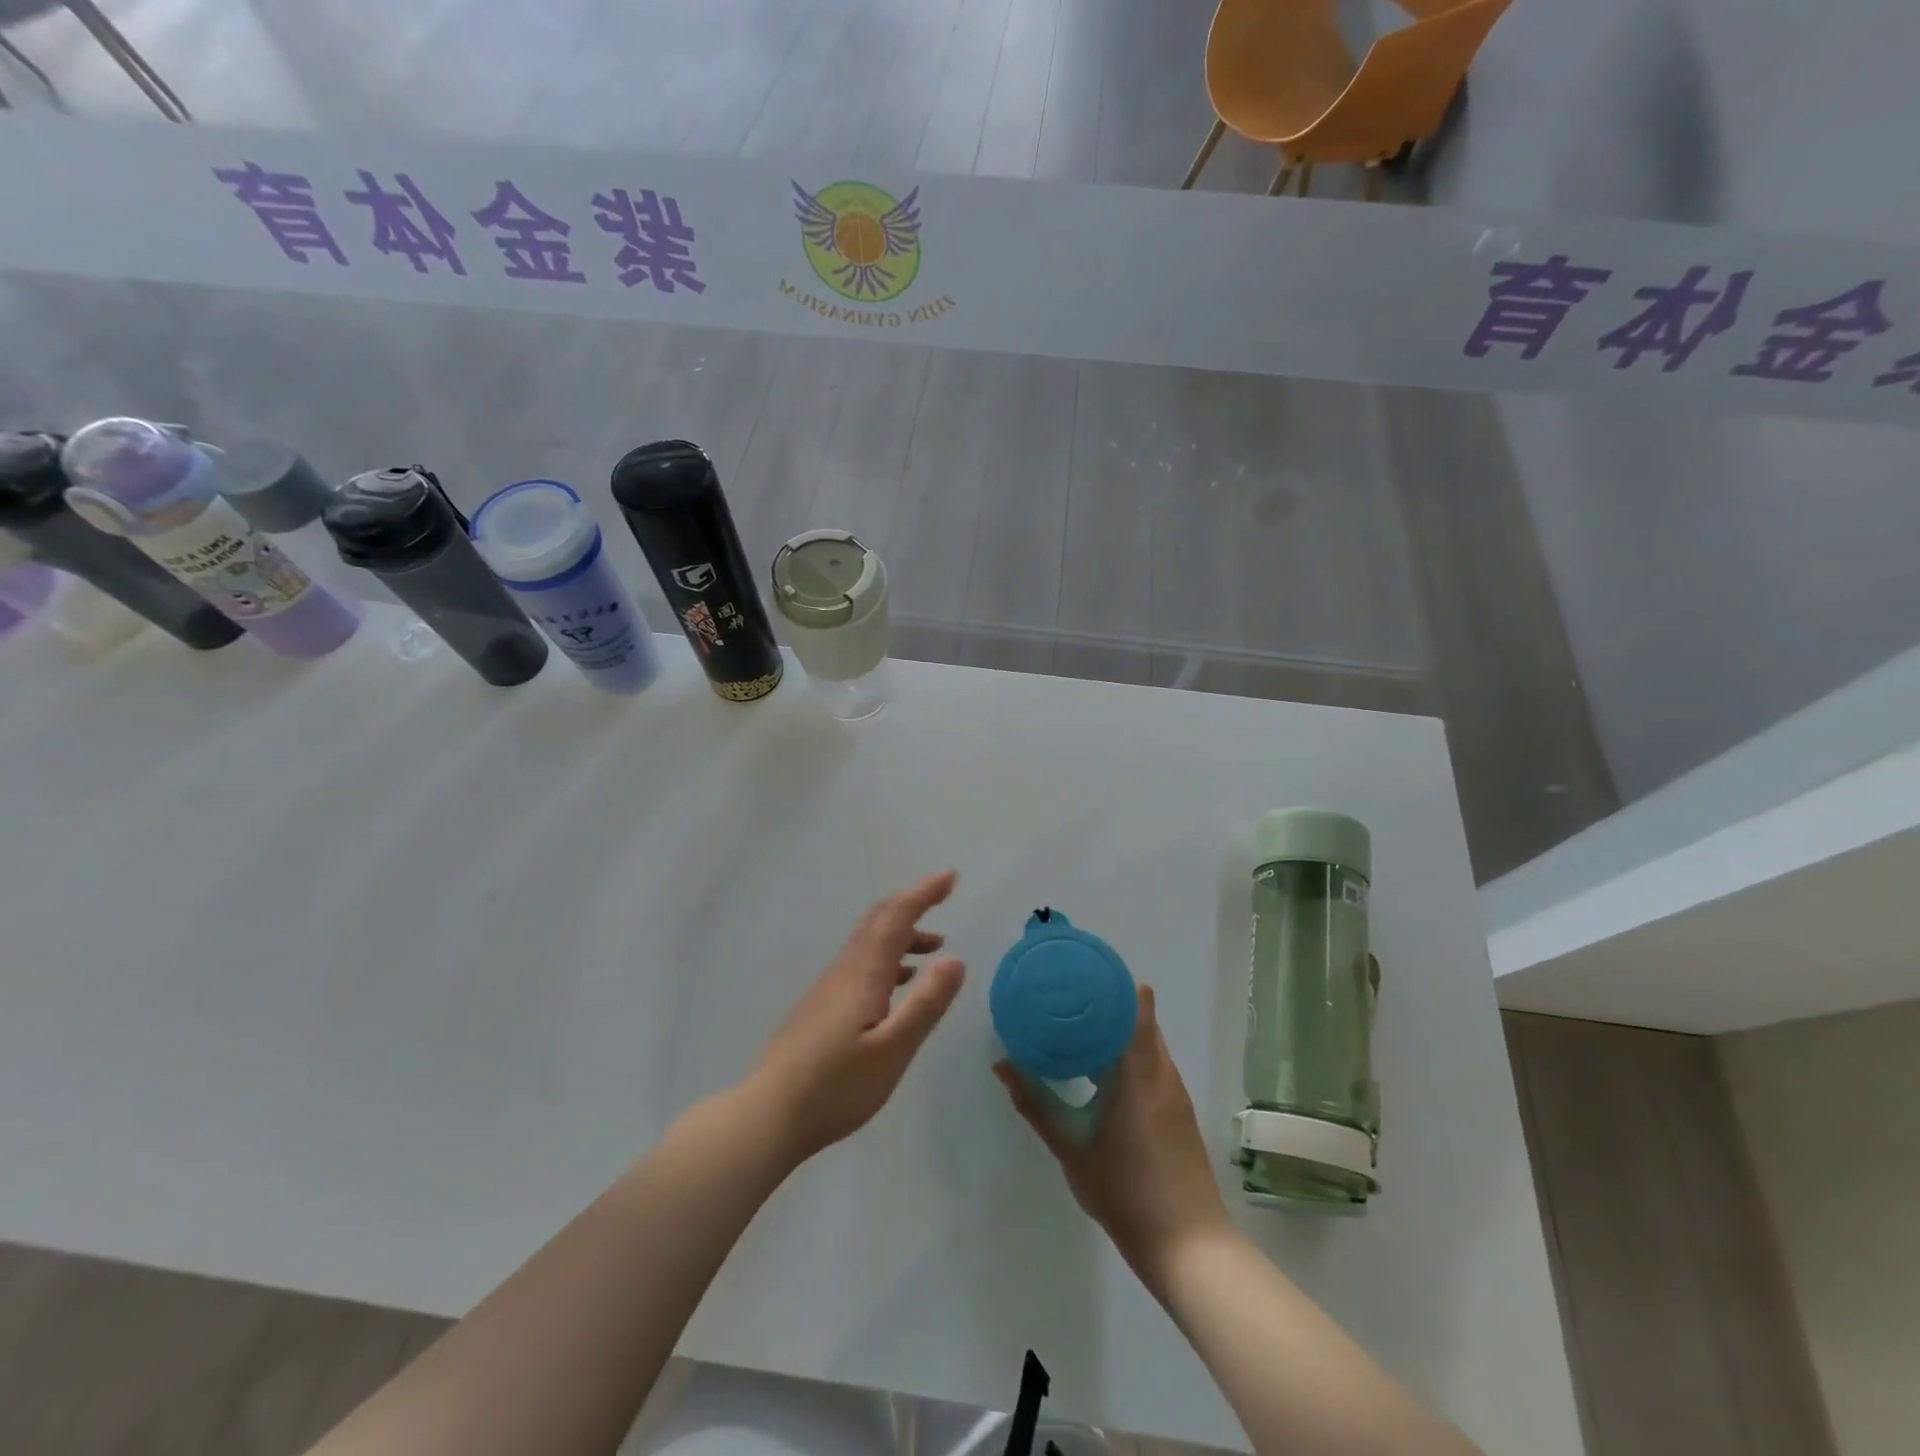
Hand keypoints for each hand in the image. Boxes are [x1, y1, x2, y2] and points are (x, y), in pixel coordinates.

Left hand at [748, 871, 966, 1167]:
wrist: (767, 1115)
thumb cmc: (835, 1086)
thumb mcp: (893, 1050)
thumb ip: (926, 1004)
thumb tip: (956, 959)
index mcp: (863, 972)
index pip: (896, 916)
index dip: (923, 893)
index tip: (950, 877)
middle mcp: (844, 970)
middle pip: (878, 920)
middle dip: (911, 903)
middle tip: (943, 896)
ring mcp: (828, 988)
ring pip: (868, 942)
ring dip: (902, 935)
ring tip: (934, 948)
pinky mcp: (820, 1008)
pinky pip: (860, 964)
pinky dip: (888, 959)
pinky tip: (898, 986)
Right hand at [995, 983, 1232, 1290]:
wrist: (1190, 1248)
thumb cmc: (1126, 1191)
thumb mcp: (1070, 1147)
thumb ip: (1035, 1102)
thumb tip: (1002, 1063)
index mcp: (1138, 1069)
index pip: (1135, 1002)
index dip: (1110, 980)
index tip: (1077, 971)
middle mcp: (1161, 1070)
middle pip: (1139, 1015)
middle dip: (1106, 1000)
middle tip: (1066, 997)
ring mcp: (1174, 1090)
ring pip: (1147, 1039)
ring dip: (1117, 1027)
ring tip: (1077, 1026)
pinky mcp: (1178, 1110)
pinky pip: (1152, 1061)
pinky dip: (1128, 1051)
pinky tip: (1101, 1069)